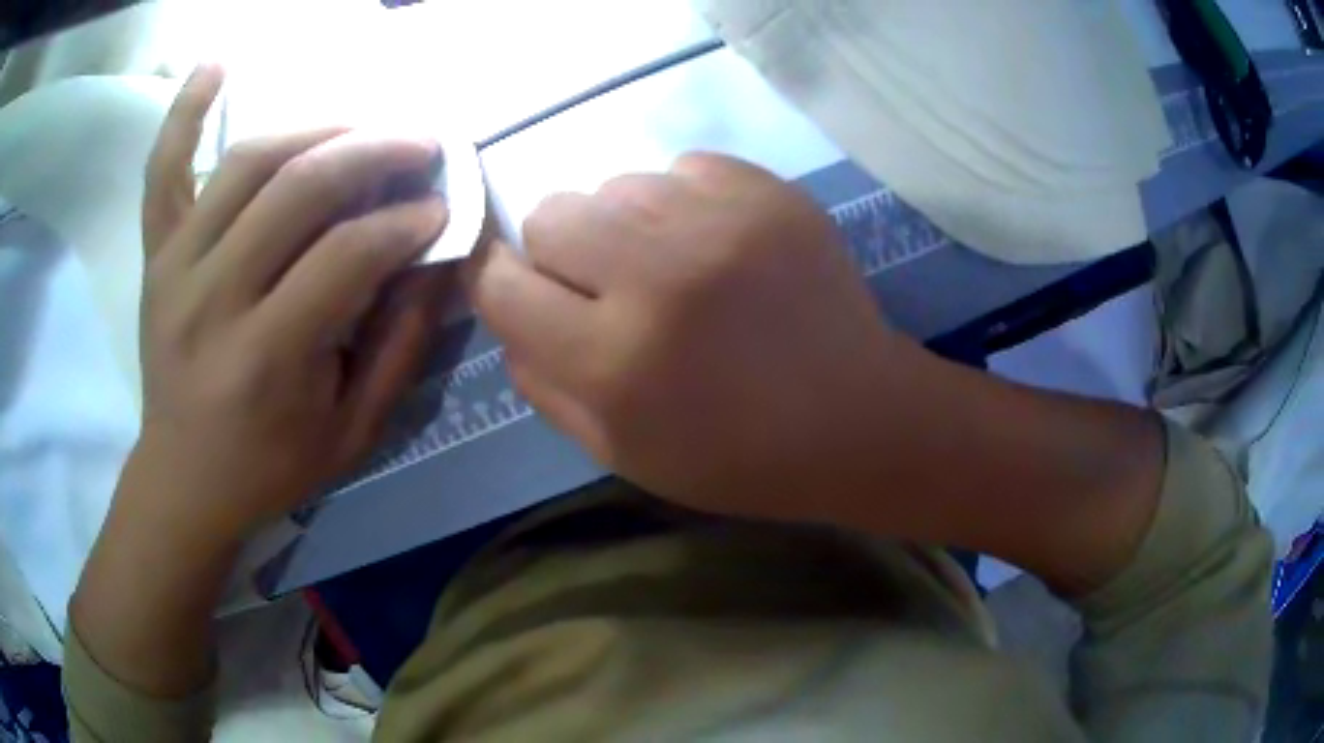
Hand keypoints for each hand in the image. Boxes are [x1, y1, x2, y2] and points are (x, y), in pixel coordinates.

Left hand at [130, 64, 449, 544]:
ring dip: (315, 129)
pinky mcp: (155, 255)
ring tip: (358, 127)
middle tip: (421, 143)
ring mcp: (174, 267)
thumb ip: (399, 346)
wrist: (184, 481)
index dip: (407, 220)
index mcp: (265, 357)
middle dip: (375, 152)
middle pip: (298, 188)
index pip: (348, 255)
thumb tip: (438, 260)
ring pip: (248, 162)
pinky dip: (185, 111)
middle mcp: (212, 298)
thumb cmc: (270, 467)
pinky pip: (163, 170)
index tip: (442, 208)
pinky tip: (216, 63)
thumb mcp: (352, 432)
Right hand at [471, 154, 926, 520]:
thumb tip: (509, 315)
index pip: (501, 285)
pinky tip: (718, 246)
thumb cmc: (737, 455)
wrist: (856, 418)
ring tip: (674, 268)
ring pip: (614, 185)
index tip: (520, 290)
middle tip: (606, 286)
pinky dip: (682, 203)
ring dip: (624, 226)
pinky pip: (680, 168)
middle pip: (549, 214)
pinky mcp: (767, 190)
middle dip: (559, 252)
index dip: (497, 283)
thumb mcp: (620, 452)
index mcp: (614, 360)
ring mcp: (720, 220)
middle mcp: (658, 275)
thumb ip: (543, 384)